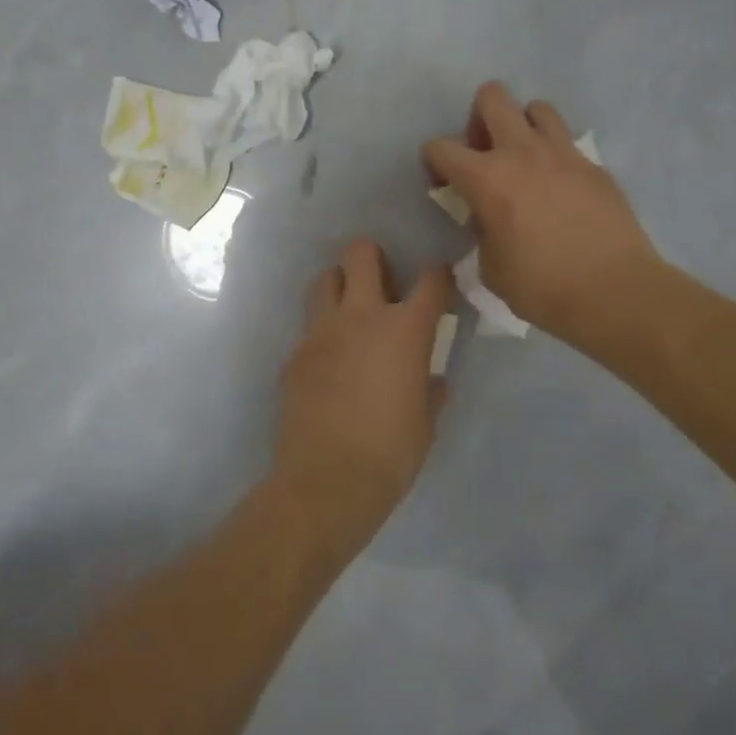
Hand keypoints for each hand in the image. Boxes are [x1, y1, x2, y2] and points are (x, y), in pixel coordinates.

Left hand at [276, 239, 453, 543]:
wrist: (327, 481)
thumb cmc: (391, 453)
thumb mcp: (426, 422)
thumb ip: (431, 390)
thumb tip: (434, 380)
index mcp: (405, 329)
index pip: (431, 281)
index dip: (440, 276)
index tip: (440, 283)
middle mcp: (361, 316)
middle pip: (361, 253)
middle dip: (373, 256)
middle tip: (382, 280)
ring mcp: (321, 331)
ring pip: (325, 278)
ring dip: (340, 285)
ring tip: (350, 310)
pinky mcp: (295, 353)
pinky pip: (309, 326)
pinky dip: (323, 331)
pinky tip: (329, 359)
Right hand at [424, 83, 662, 349]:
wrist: (615, 292)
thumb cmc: (543, 287)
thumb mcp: (491, 267)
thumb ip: (482, 231)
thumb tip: (489, 217)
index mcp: (487, 177)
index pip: (441, 147)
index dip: (434, 162)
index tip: (444, 185)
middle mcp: (523, 152)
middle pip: (492, 97)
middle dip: (478, 119)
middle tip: (485, 154)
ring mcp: (564, 153)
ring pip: (537, 108)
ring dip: (523, 127)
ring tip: (525, 161)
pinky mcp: (595, 166)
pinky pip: (568, 144)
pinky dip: (555, 156)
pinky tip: (560, 190)